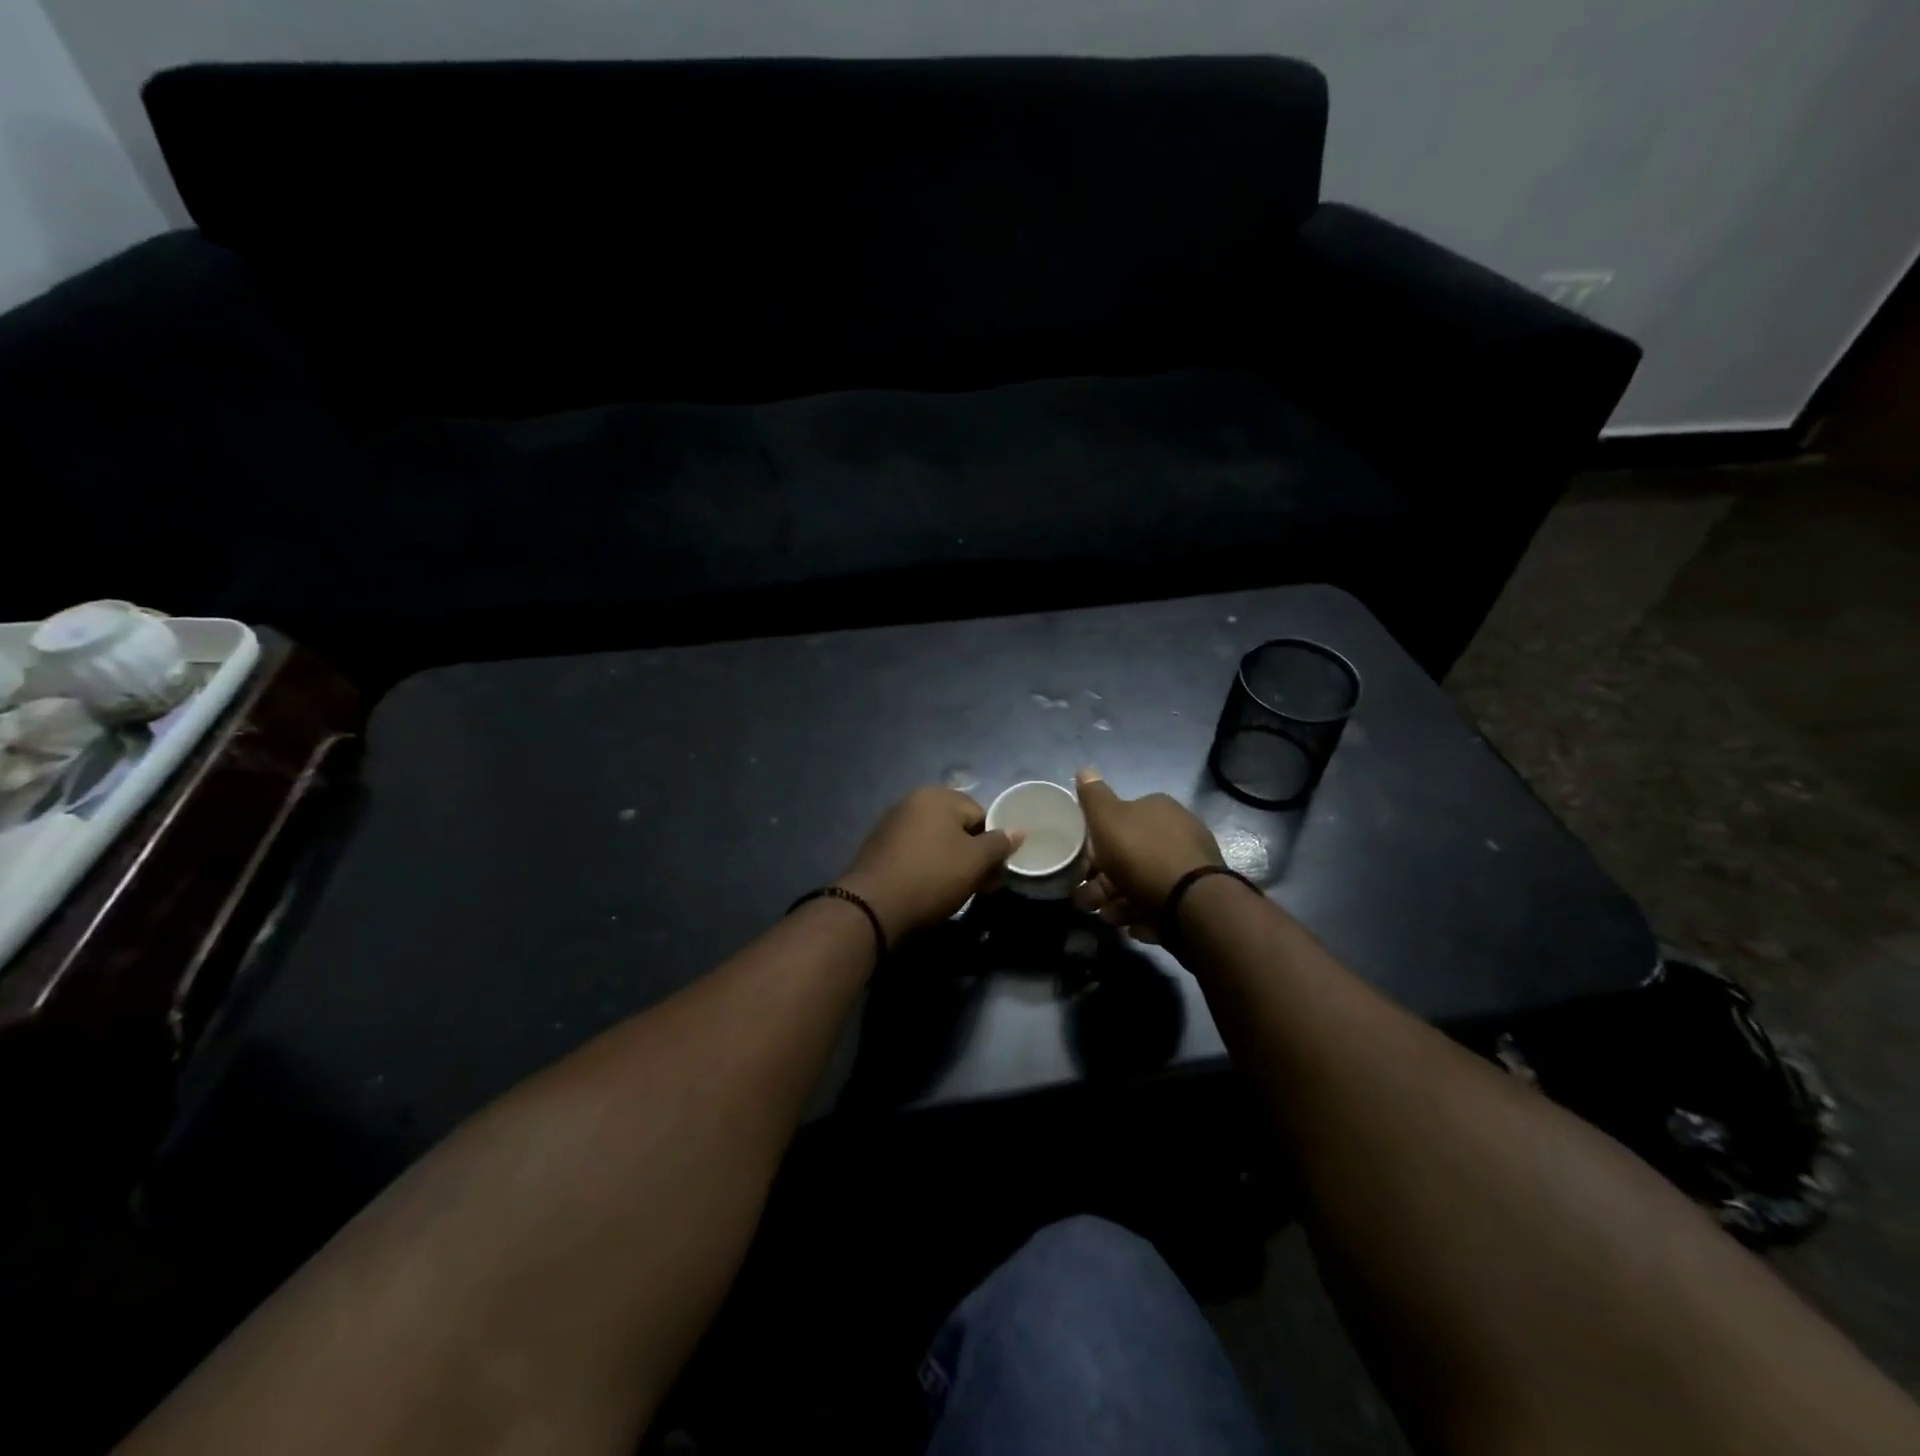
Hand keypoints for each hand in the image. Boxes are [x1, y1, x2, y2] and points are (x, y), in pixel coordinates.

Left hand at [836, 787, 1022, 941]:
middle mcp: (912, 801)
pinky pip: (915, 853)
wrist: (873, 906)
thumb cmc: (932, 876)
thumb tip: (1018, 830)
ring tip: (954, 892)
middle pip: (958, 827)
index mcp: (937, 796)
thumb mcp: (975, 861)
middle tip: (979, 886)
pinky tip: (928, 891)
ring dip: (950, 863)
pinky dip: (926, 868)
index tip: (993, 873)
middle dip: (971, 855)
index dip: (992, 845)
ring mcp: (892, 824)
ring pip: (936, 842)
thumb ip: (999, 843)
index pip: (981, 815)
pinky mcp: (879, 848)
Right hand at [1071, 768, 1222, 939]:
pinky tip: (1135, 926)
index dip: (1098, 842)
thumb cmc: (1142, 855)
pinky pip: (1161, 904)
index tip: (1082, 865)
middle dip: (1104, 880)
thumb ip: (1094, 797)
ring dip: (1120, 901)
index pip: (1121, 819)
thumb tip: (1083, 769)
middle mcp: (1178, 832)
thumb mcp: (1108, 820)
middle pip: (1129, 855)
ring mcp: (1190, 866)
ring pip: (1143, 882)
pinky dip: (1145, 914)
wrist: (1191, 904)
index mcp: (1158, 809)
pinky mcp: (1196, 898)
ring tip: (1110, 918)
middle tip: (1088, 900)